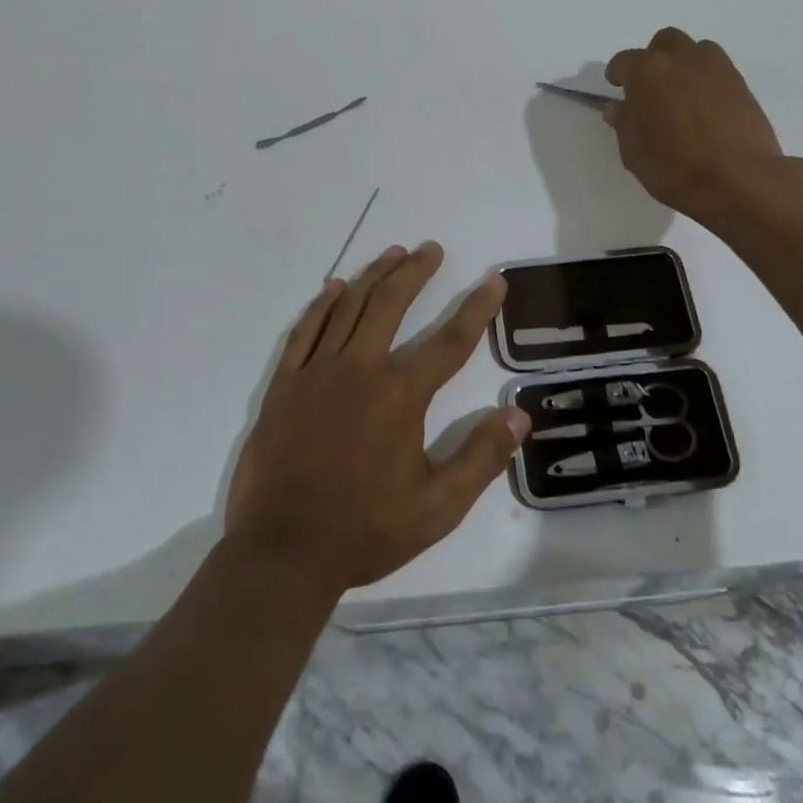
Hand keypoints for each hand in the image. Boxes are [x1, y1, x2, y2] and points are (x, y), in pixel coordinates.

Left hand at [225, 243, 529, 596]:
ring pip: (350, 306)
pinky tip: (335, 287)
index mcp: (401, 394)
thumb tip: (519, 414)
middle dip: (416, 271)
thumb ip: (481, 457)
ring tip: (394, 253)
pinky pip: (305, 330)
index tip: (495, 280)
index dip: (478, 307)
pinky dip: (322, 304)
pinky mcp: (285, 383)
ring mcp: (318, 371)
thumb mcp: (437, 507)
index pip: (450, 340)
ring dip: (374, 275)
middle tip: (431, 249)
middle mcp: (361, 368)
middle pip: (392, 303)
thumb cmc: (365, 531)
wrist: (283, 553)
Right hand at [604, 27, 790, 225]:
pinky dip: (707, 78)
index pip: (624, 61)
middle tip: (651, 87)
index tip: (617, 89)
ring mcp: (716, 67)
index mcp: (647, 71)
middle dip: (654, 59)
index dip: (617, 75)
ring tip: (681, 92)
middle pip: (663, 42)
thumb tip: (620, 108)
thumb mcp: (634, 152)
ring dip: (683, 63)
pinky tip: (704, 105)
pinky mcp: (741, 82)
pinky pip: (718, 68)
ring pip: (695, 49)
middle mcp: (681, 59)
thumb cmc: (675, 167)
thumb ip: (625, 124)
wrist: (740, 180)